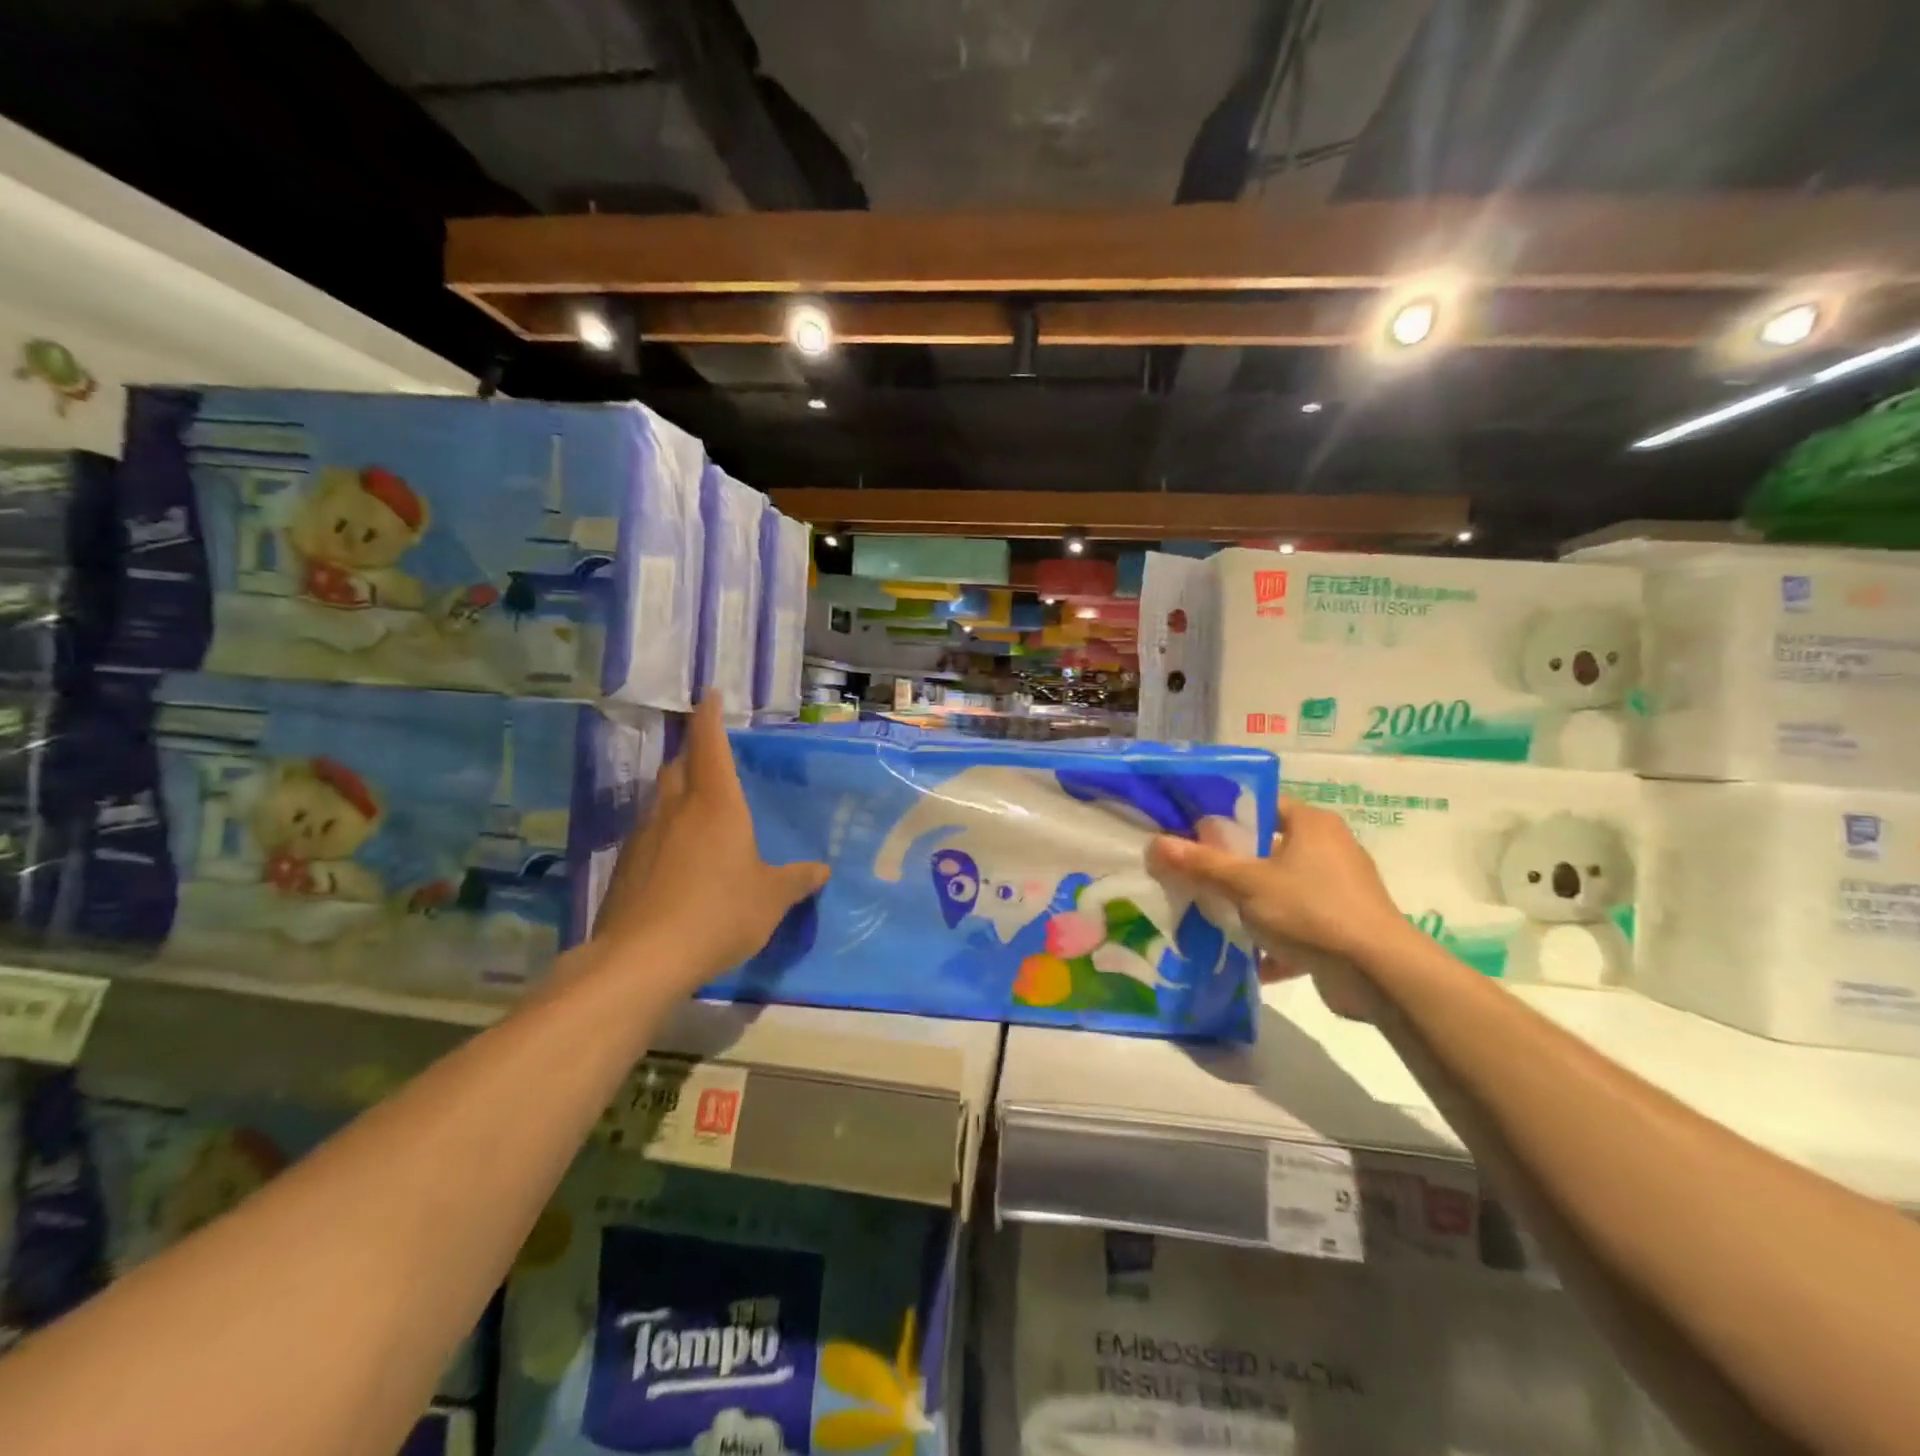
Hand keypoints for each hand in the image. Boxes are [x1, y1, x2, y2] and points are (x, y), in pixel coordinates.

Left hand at [591, 699, 827, 992]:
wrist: (643, 958)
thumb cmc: (719, 913)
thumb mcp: (771, 899)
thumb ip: (796, 880)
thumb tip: (822, 870)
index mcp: (716, 804)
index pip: (710, 745)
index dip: (710, 717)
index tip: (710, 694)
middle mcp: (676, 810)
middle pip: (679, 766)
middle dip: (693, 754)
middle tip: (710, 757)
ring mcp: (644, 837)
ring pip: (660, 799)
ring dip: (677, 793)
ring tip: (697, 808)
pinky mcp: (625, 867)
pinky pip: (649, 834)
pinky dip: (665, 831)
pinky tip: (677, 858)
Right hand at [1147, 797, 1415, 1020]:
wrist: (1379, 974)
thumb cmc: (1311, 909)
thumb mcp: (1247, 884)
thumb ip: (1202, 864)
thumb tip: (1156, 843)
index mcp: (1312, 824)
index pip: (1262, 805)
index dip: (1225, 815)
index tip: (1190, 831)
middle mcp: (1330, 848)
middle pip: (1268, 848)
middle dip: (1232, 866)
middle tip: (1193, 873)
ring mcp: (1340, 889)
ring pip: (1281, 889)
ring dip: (1250, 905)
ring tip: (1212, 914)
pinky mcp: (1343, 926)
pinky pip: (1297, 924)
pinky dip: (1275, 939)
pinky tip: (1248, 957)